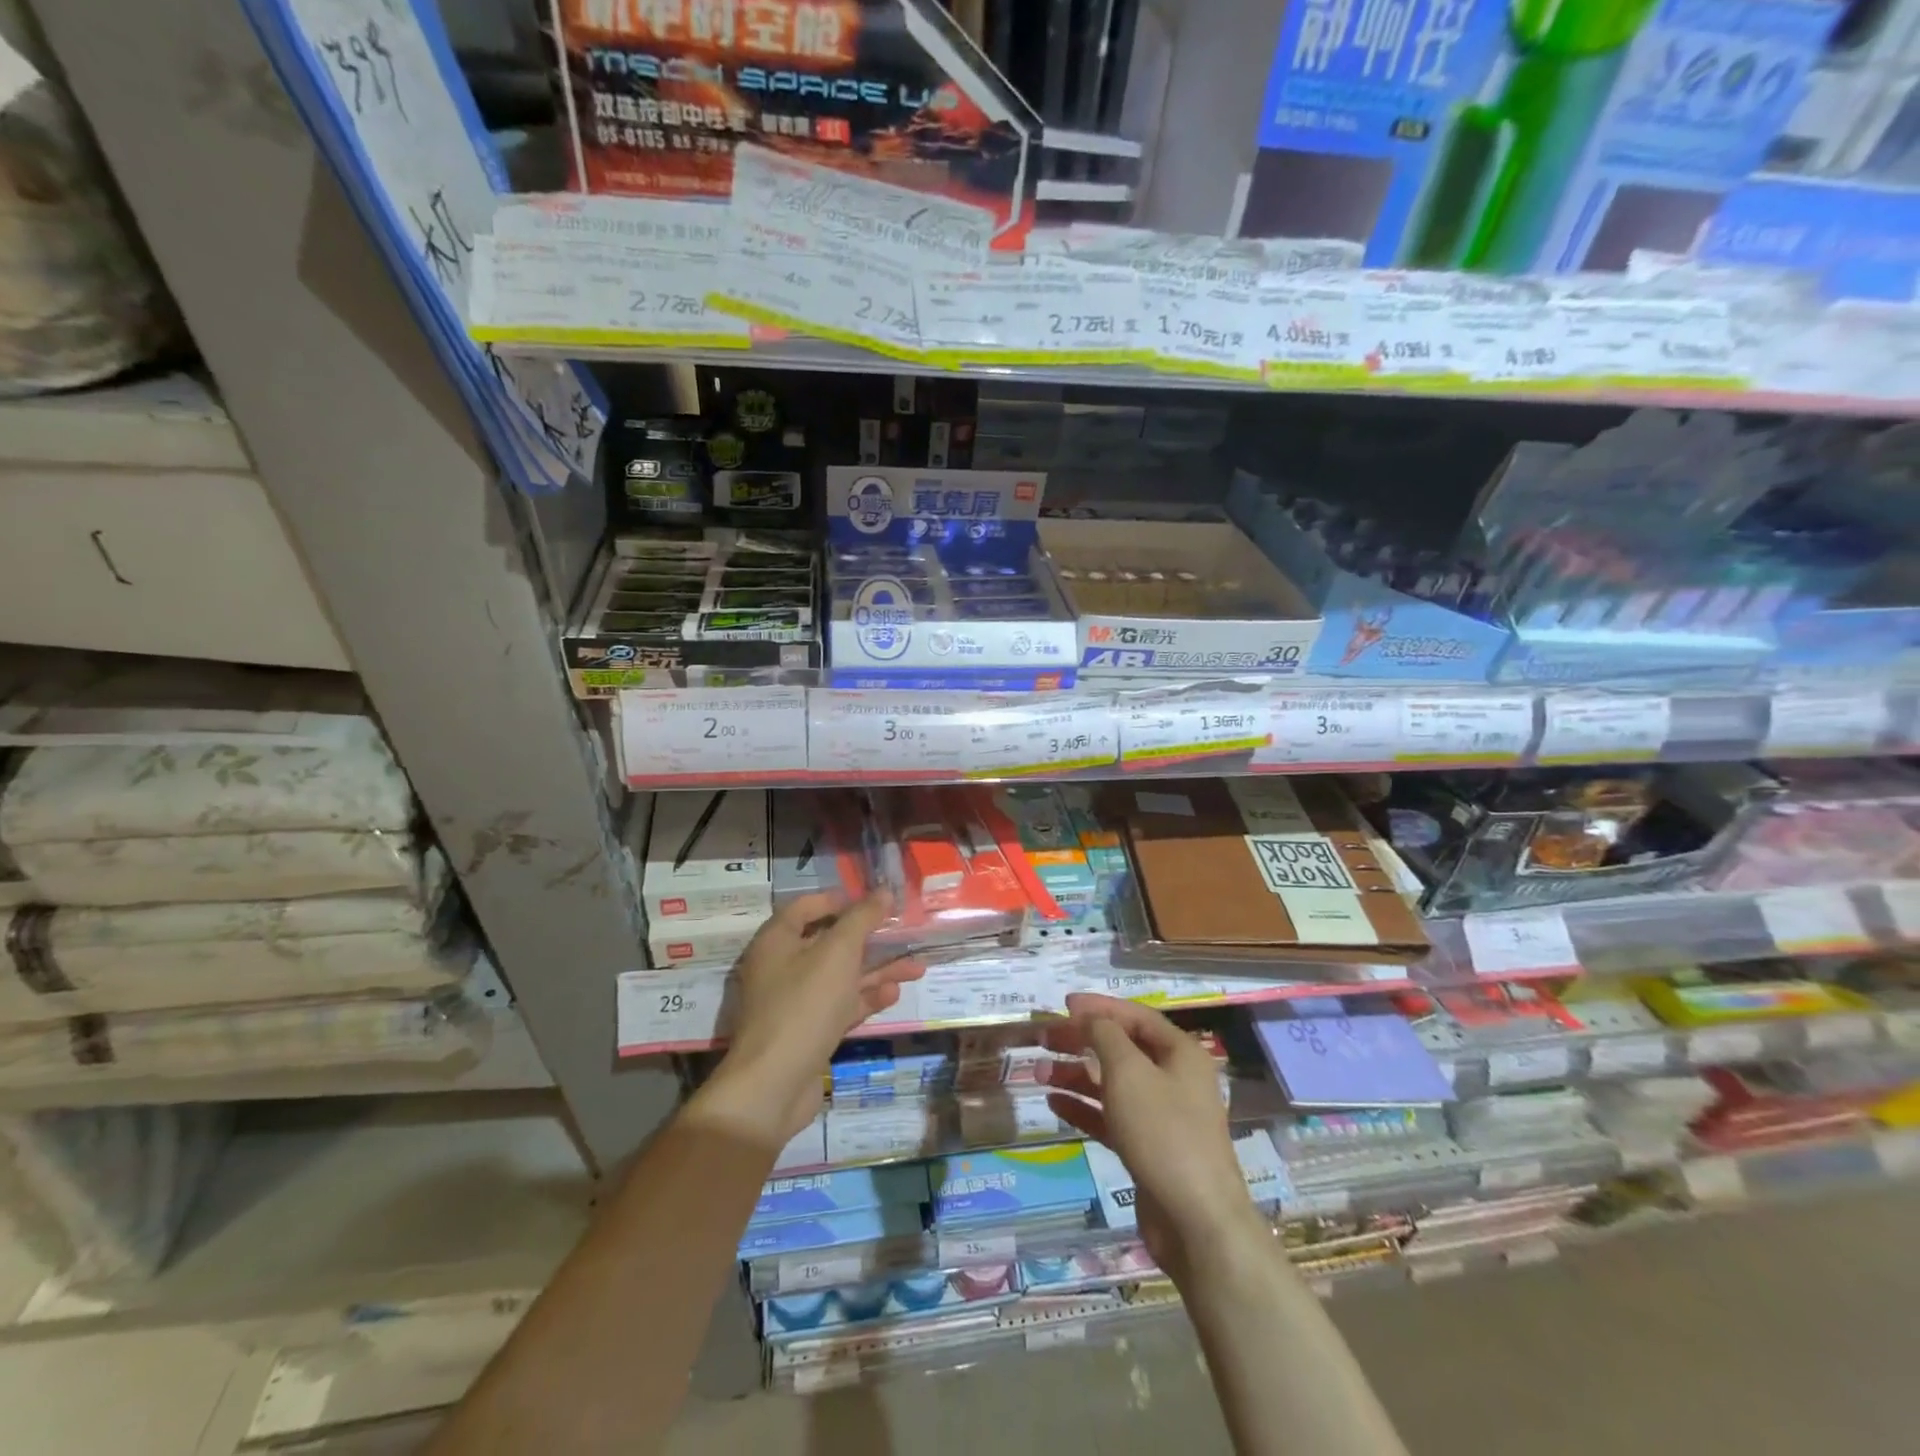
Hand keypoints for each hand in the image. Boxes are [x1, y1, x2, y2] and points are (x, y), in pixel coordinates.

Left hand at [695, 891, 923, 1147]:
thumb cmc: (805, 1005)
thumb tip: (883, 892)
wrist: (774, 1085)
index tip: (873, 901)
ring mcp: (794, 1002)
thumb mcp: (838, 953)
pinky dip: (865, 998)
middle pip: (829, 943)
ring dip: (877, 971)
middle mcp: (782, 967)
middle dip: (870, 939)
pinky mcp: (808, 1031)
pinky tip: (894, 995)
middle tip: (904, 934)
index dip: (839, 900)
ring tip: (917, 967)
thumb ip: (862, 919)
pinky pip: (840, 1005)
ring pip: (841, 977)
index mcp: (777, 941)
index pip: (806, 907)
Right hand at [1039, 994, 1261, 1275]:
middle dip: (1081, 1041)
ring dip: (1076, 1075)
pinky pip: (1111, 1117)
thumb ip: (1105, 1036)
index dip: (1099, 1007)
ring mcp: (1161, 1117)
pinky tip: (1054, 1103)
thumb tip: (1090, 1018)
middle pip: (1121, 1048)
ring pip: (1112, 1084)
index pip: (1135, 1016)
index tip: (1063, 1006)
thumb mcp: (1129, 1072)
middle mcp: (1174, 1079)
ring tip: (1039, 1073)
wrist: (1196, 1222)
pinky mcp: (1148, 1149)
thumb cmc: (1163, 1132)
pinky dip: (1084, 1107)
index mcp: (1180, 1053)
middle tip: (1044, 1039)